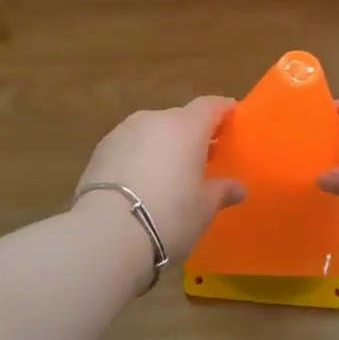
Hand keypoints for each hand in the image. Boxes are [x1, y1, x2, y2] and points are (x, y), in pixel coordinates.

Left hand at [75, 96, 245, 264]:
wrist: (106, 233)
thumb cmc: (169, 215)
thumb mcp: (204, 208)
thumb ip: (222, 191)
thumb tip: (238, 187)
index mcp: (186, 126)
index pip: (210, 106)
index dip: (223, 110)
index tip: (233, 119)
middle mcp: (154, 120)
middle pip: (180, 119)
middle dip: (194, 134)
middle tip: (205, 157)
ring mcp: (123, 132)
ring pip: (152, 132)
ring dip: (164, 146)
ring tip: (171, 174)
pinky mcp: (100, 150)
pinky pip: (130, 147)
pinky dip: (140, 158)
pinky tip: (142, 183)